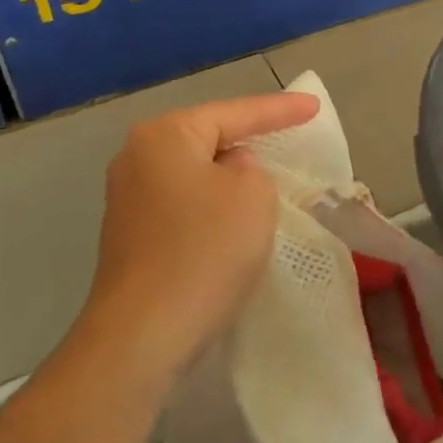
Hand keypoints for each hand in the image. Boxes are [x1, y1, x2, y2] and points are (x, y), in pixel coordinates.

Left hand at [77, 91, 320, 387]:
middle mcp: (137, 158)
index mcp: (165, 136)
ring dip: (230, 176)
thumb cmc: (204, 251)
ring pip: (196, 173)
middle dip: (250, 138)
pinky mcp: (131, 237)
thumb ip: (251, 168)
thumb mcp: (253, 195)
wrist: (143, 336)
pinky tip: (235, 219)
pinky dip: (213, 205)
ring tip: (269, 175)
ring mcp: (128, 199)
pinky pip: (185, 204)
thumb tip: (230, 173)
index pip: (235, 113)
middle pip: (209, 138)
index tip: (314, 106)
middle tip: (291, 134)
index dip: (280, 109)